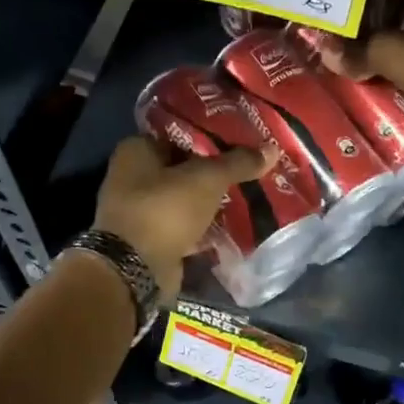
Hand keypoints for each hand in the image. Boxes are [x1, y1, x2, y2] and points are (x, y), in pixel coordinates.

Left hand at [93, 136, 274, 298]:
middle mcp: (131, 177)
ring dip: (208, 202)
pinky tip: (230, 225)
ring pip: (183, 199)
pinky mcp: (149, 240)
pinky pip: (182, 226)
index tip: (240, 142)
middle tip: (248, 170)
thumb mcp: (207, 179)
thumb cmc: (165, 208)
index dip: (209, 137)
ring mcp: (138, 211)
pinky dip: (202, 227)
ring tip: (245, 196)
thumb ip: (238, 163)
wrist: (135, 268)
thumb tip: (272, 149)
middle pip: (182, 168)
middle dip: (212, 172)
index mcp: (136, 150)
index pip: (178, 134)